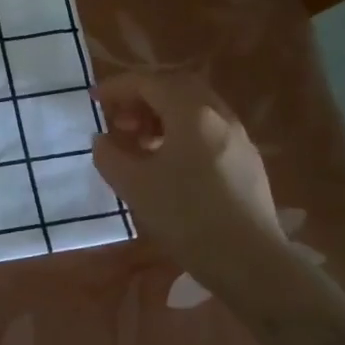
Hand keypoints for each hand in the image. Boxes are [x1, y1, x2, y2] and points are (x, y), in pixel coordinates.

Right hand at [91, 71, 293, 298]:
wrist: (250, 262)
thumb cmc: (187, 217)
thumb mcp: (134, 186)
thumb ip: (110, 155)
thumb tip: (103, 140)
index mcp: (192, 113)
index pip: (149, 83)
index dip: (117, 87)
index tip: (94, 101)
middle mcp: (219, 116)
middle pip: (176, 88)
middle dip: (143, 97)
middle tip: (120, 120)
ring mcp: (239, 138)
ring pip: (195, 109)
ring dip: (162, 115)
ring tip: (140, 143)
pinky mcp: (247, 162)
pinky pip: (208, 130)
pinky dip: (182, 132)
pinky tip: (169, 163)